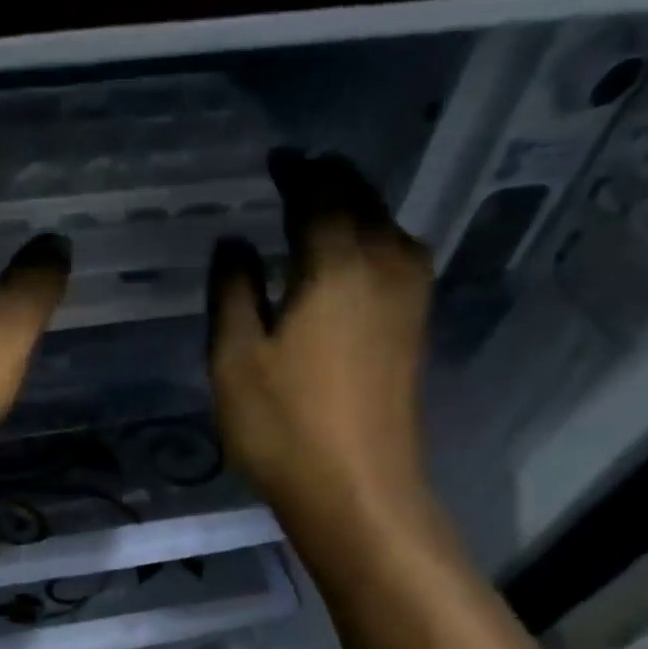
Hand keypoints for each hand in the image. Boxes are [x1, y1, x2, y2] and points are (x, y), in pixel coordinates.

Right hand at [207, 149, 433, 526]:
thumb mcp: (234, 356)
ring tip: (320, 206)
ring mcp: (410, 296)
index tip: (276, 160)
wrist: (357, 489)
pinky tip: (349, 255)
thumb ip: (232, 290)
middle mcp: (385, 264)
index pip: (318, 194)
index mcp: (337, 262)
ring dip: (354, 207)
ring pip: (386, 226)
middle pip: (362, 200)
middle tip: (297, 173)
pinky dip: (370, 238)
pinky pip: (395, 256)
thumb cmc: (284, 424)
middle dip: (330, 180)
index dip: (296, 172)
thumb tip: (234, 242)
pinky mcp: (415, 327)